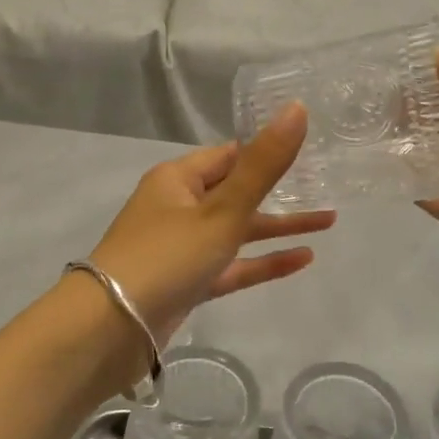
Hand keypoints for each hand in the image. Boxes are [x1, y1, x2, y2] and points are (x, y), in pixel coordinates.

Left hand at [86, 104, 334, 347]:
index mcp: (178, 179)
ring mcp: (183, 247)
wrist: (109, 331)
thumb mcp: (222, 209)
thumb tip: (297, 108)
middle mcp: (179, 207)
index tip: (308, 147)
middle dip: (280, 191)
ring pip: (238, 230)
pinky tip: (303, 260)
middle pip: (237, 192)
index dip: (266, 150)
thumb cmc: (167, 256)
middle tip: (326, 186)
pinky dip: (263, 261)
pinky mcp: (188, 282)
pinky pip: (233, 265)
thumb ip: (264, 165)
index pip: (229, 155)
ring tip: (329, 222)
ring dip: (278, 227)